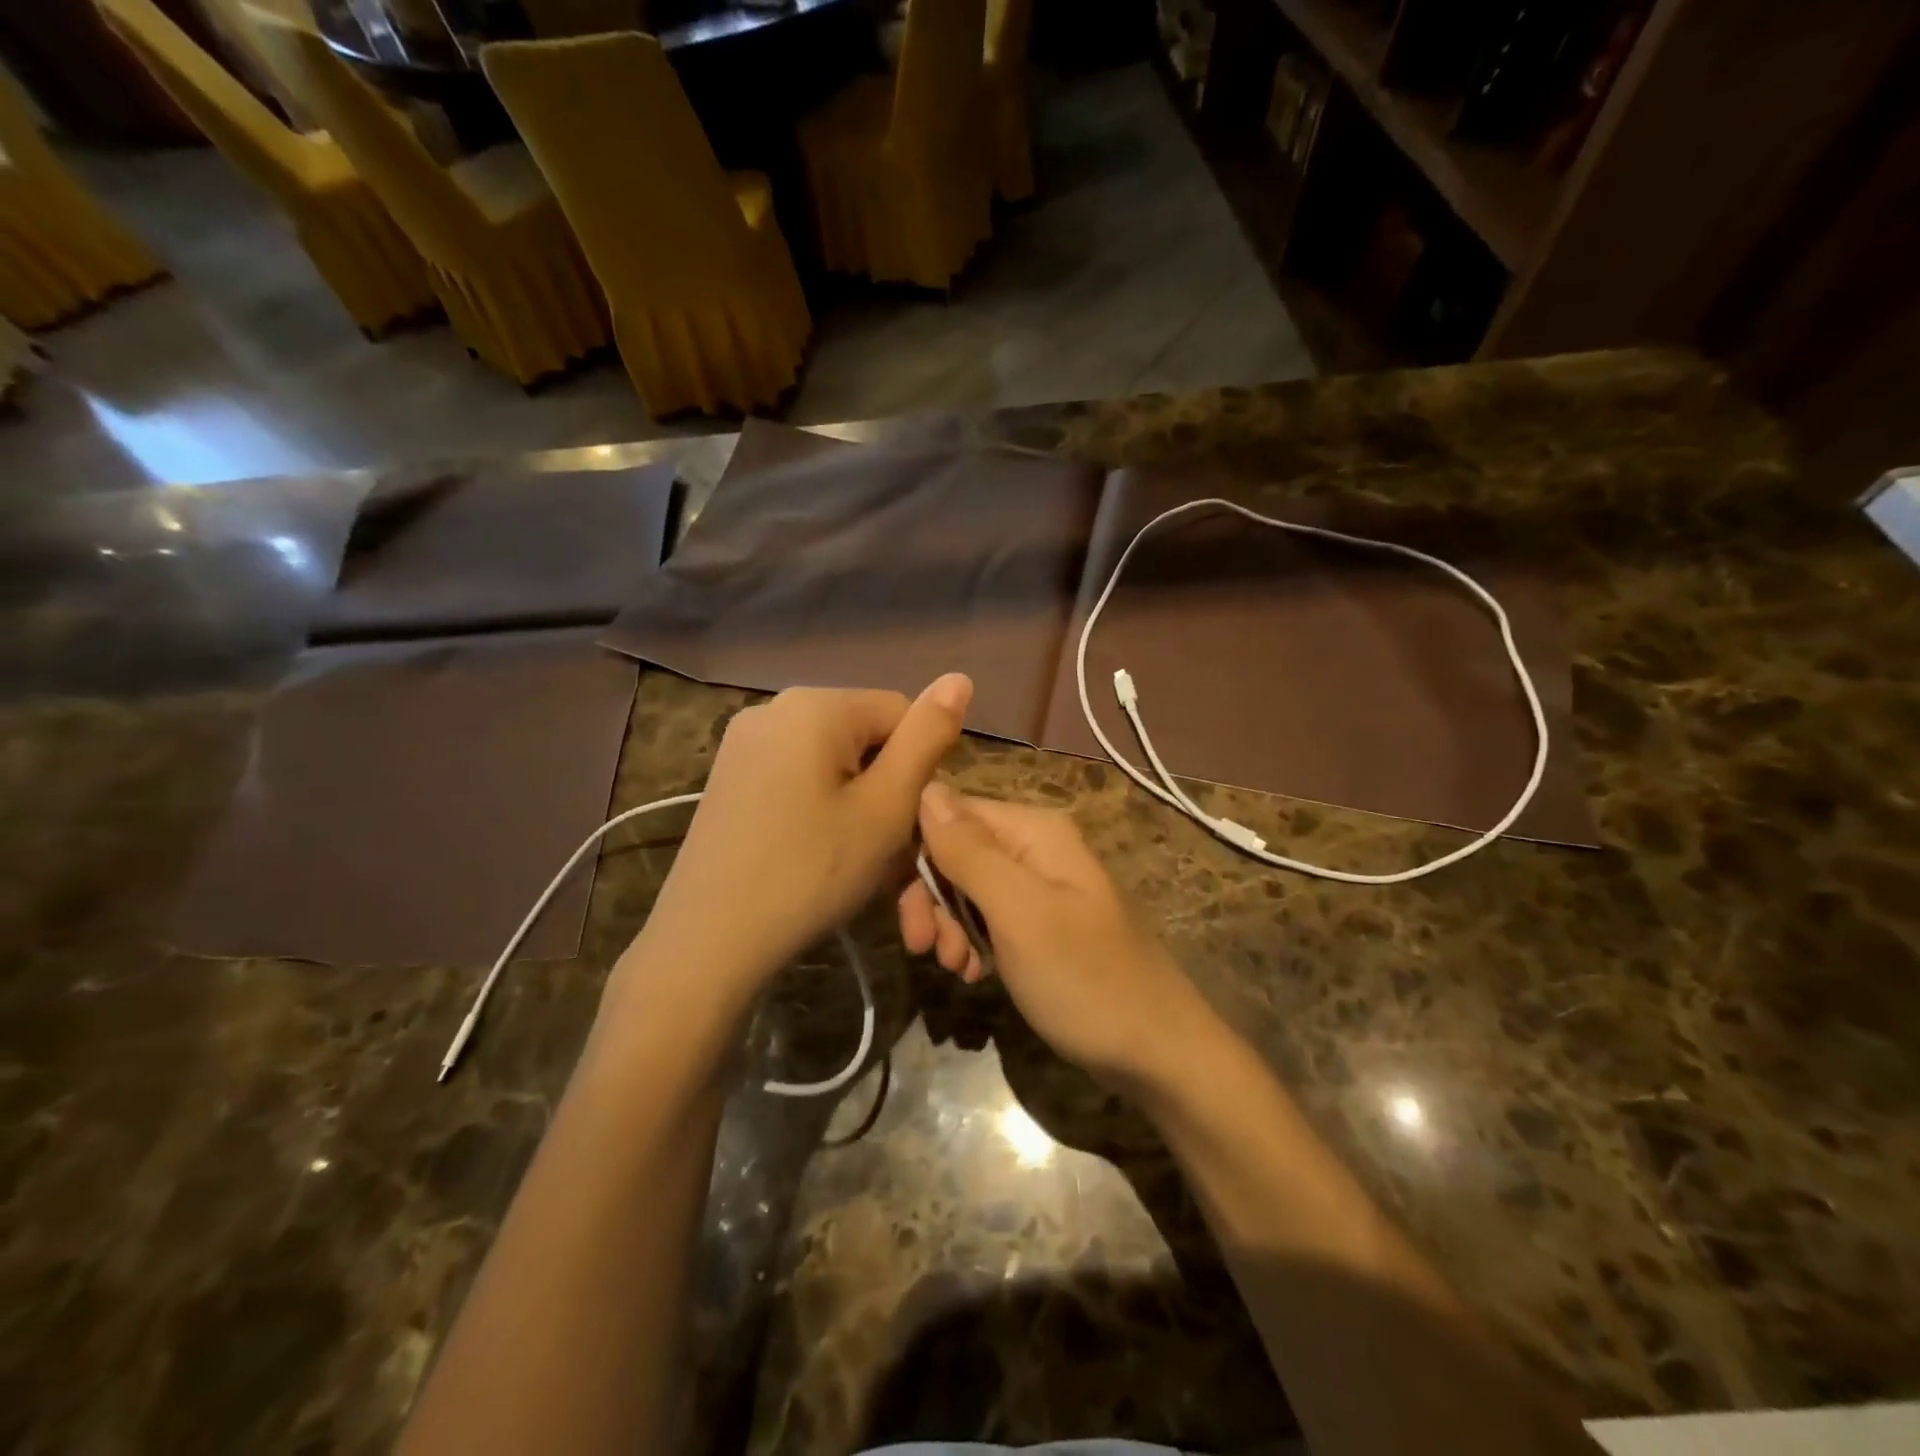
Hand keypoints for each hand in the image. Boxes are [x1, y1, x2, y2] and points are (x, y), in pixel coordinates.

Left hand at [638, 675, 971, 993]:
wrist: (708, 942)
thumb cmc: (811, 872)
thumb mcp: (886, 807)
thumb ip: (927, 738)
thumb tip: (960, 677)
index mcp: (815, 704)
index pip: (901, 712)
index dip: (919, 768)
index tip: (909, 824)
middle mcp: (773, 707)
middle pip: (864, 736)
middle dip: (885, 788)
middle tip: (884, 851)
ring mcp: (743, 742)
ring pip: (831, 762)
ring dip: (856, 803)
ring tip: (851, 859)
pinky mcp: (728, 777)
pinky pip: (797, 777)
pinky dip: (819, 808)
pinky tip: (813, 854)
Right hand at [898, 785, 1219, 1091]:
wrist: (1157, 1053)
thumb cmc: (1085, 979)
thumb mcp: (1019, 913)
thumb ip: (970, 851)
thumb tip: (927, 788)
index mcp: (1034, 831)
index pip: (951, 812)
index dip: (918, 851)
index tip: (901, 906)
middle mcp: (1036, 848)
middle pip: (957, 852)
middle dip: (933, 898)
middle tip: (923, 948)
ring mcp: (1041, 888)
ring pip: (968, 888)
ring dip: (950, 925)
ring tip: (955, 967)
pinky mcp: (1042, 925)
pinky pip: (990, 918)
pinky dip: (973, 942)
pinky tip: (975, 973)